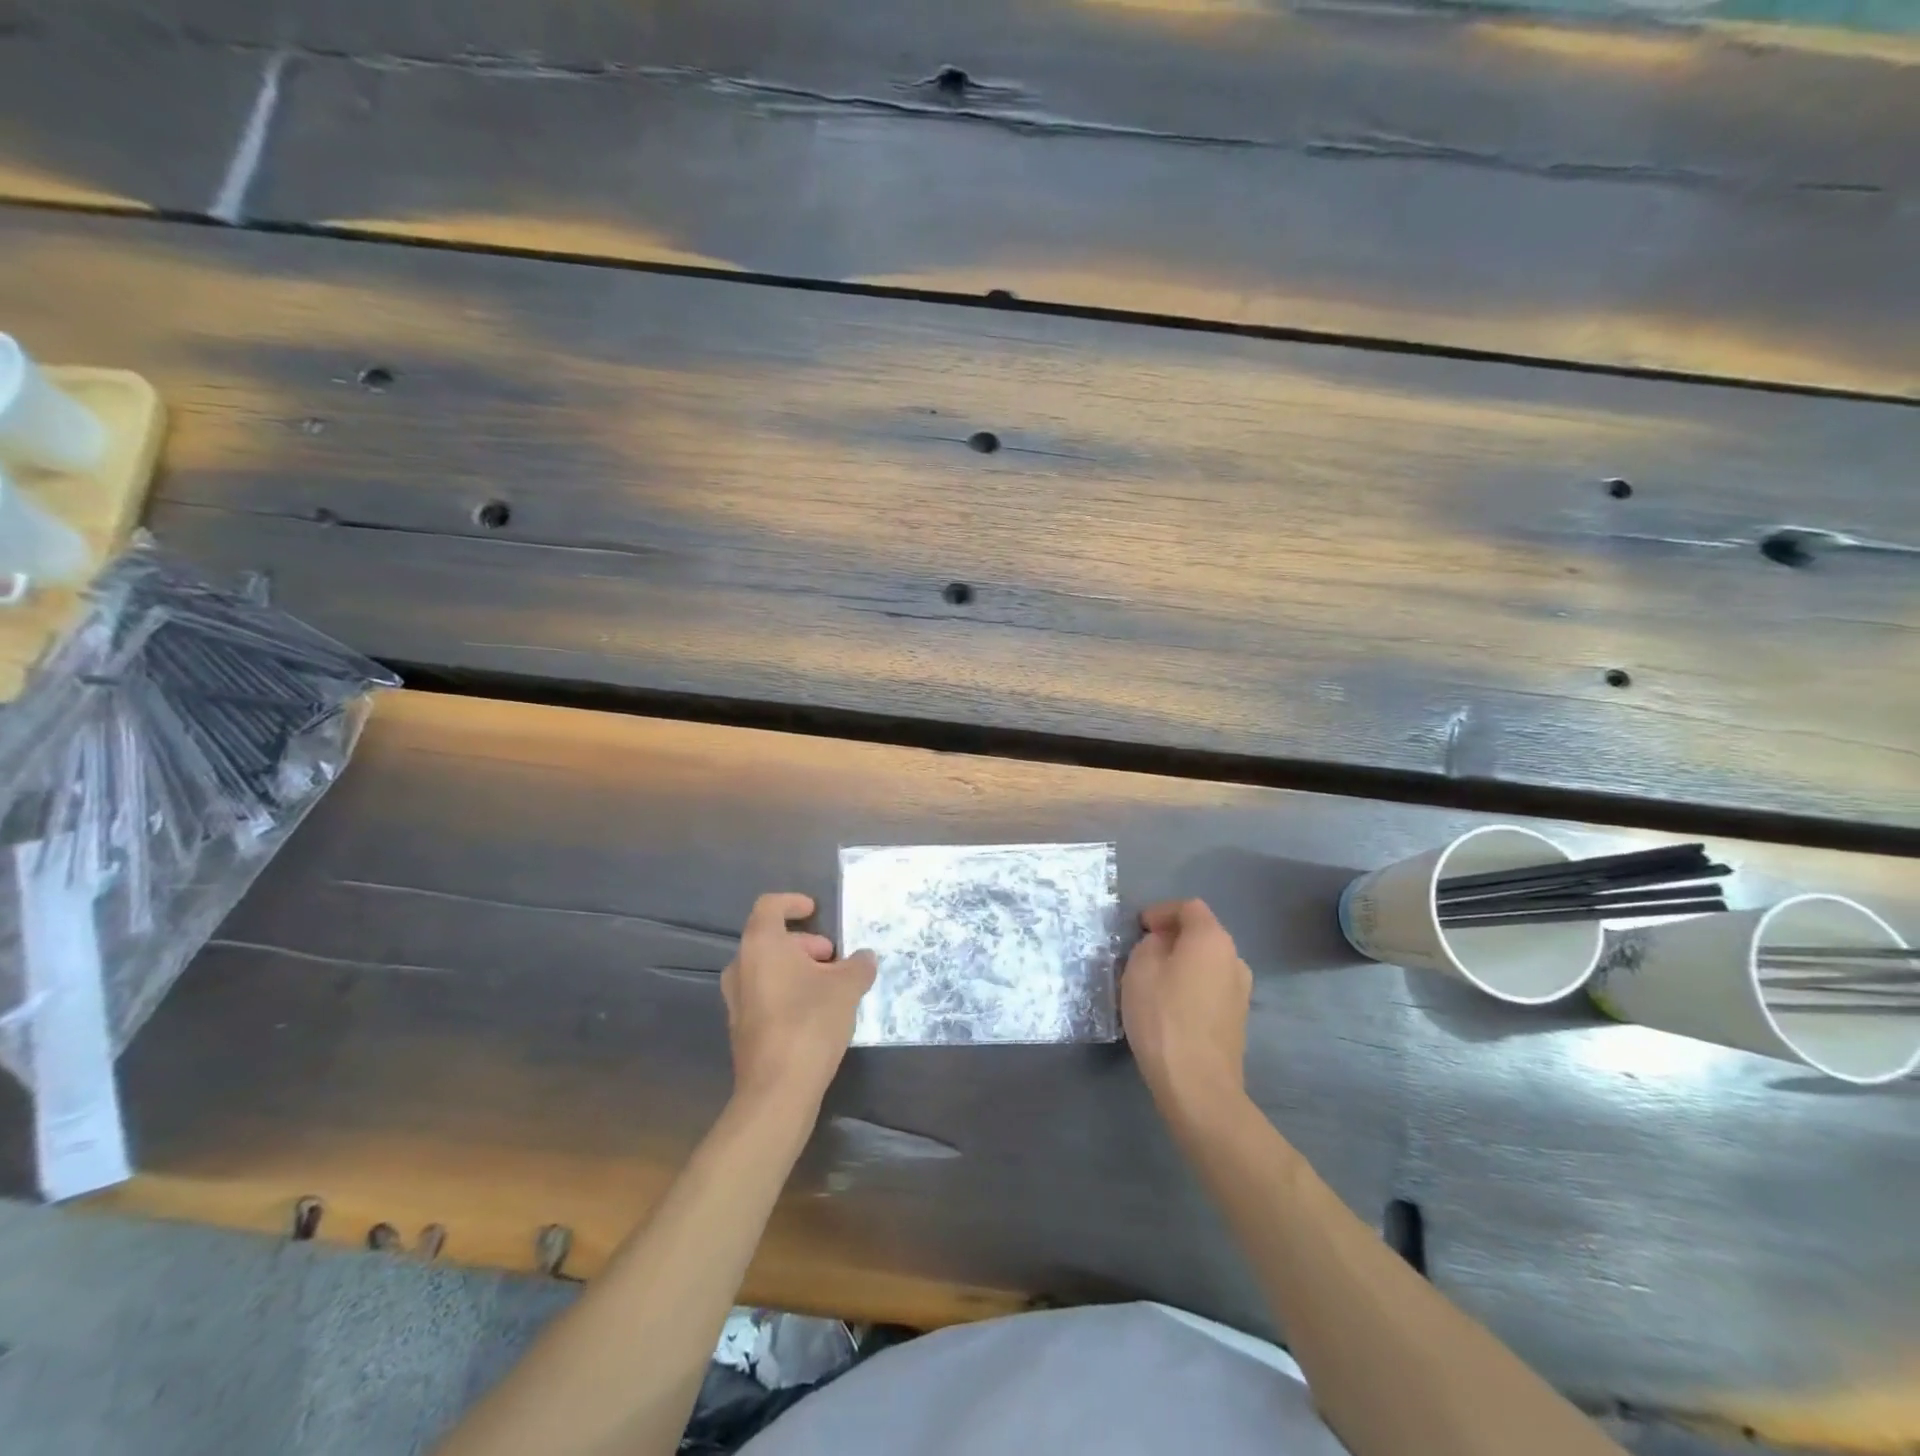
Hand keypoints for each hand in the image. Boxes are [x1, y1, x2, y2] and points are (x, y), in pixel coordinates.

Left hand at [721, 893, 876, 1113]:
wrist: (777, 1091)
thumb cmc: (810, 1023)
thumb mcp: (847, 988)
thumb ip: (858, 966)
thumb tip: (864, 958)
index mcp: (761, 945)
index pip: (770, 906)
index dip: (793, 902)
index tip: (815, 911)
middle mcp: (741, 967)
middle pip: (772, 939)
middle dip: (805, 943)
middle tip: (834, 960)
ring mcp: (736, 1000)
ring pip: (768, 969)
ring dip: (798, 969)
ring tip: (830, 987)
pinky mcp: (741, 1028)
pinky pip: (765, 994)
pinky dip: (788, 991)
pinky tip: (815, 1013)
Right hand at [1122, 899, 1251, 1120]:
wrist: (1198, 1084)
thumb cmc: (1163, 1016)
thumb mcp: (1140, 968)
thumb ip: (1151, 944)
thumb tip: (1163, 945)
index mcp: (1212, 939)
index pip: (1189, 907)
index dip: (1162, 912)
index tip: (1140, 928)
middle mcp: (1234, 959)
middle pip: (1202, 934)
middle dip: (1173, 937)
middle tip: (1143, 952)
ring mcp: (1241, 991)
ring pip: (1207, 963)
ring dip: (1184, 964)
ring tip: (1155, 982)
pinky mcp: (1238, 1019)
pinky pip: (1211, 988)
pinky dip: (1192, 987)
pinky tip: (1171, 1007)